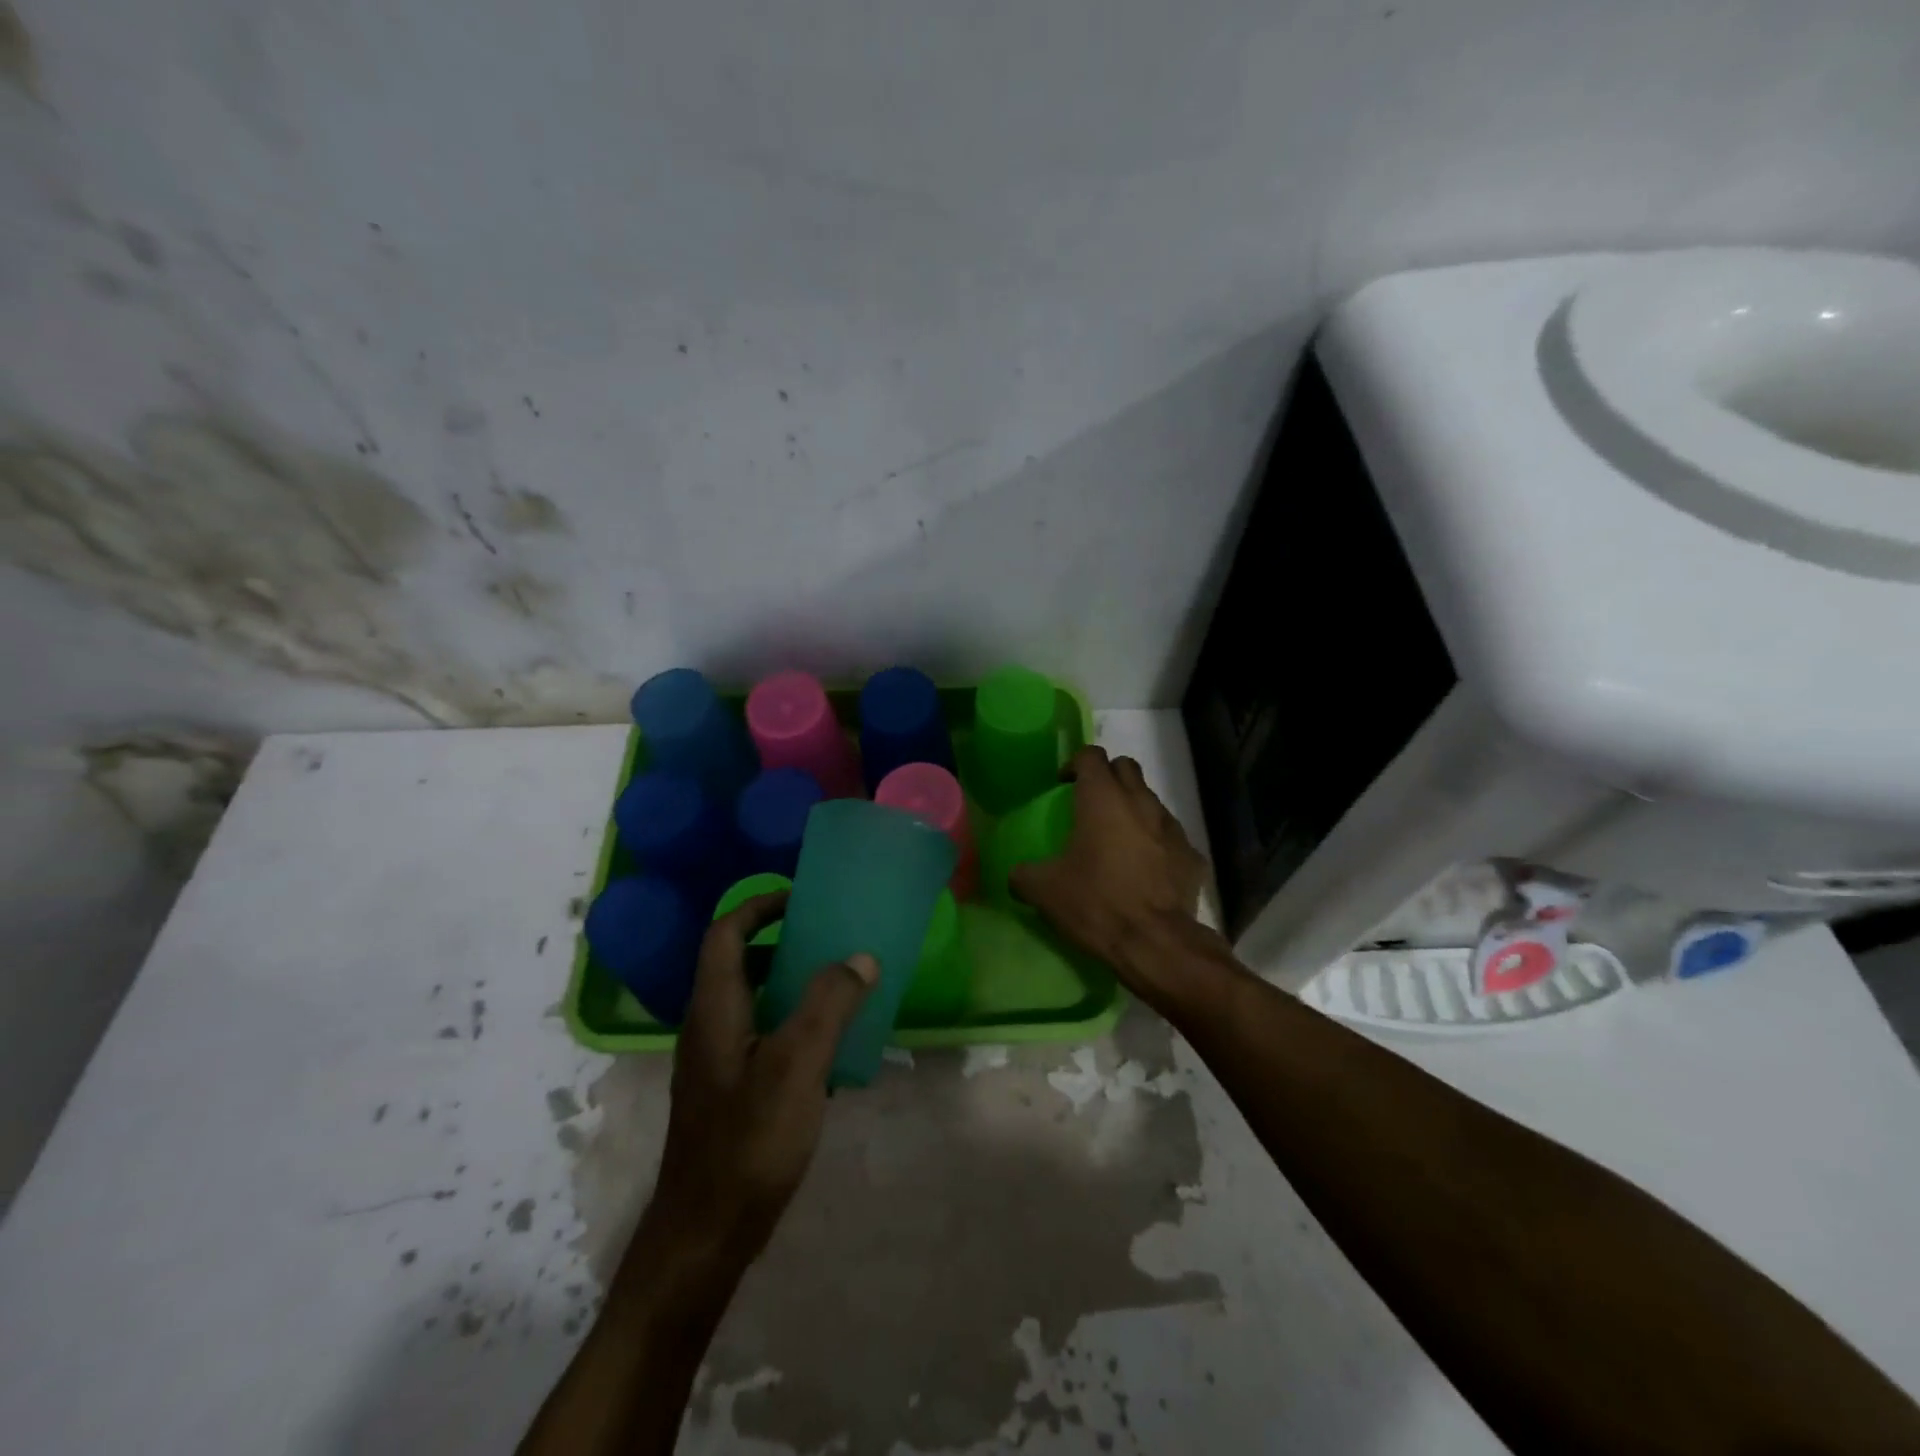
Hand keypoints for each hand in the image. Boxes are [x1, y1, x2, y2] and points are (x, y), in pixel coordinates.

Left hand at [643, 892, 876, 1266]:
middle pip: (738, 963)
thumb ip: (829, 1005)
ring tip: (837, 983)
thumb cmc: (748, 1142)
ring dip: (789, 982)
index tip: (801, 898)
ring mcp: (716, 1063)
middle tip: (828, 937)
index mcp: (715, 1009)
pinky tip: (828, 1047)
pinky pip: (761, 1035)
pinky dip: (791, 1022)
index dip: (759, 906)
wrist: (705, 1237)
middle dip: (781, 940)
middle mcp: (708, 1027)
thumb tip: (860, 956)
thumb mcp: (797, 1066)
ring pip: (751, 1000)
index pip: (726, 933)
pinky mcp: (729, 1092)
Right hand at [1011, 746, 1208, 991]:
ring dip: (1133, 809)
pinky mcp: (1193, 856)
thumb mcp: (1044, 892)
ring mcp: (1172, 828)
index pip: (1091, 755)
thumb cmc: (1097, 904)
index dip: (1075, 764)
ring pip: (1151, 800)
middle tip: (1090, 803)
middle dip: (1108, 777)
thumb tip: (1017, 875)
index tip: (1063, 785)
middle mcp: (1141, 802)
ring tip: (1118, 839)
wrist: (1158, 944)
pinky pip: (1171, 837)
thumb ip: (1024, 875)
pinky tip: (1146, 869)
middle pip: (1126, 768)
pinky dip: (1157, 843)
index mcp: (1103, 799)